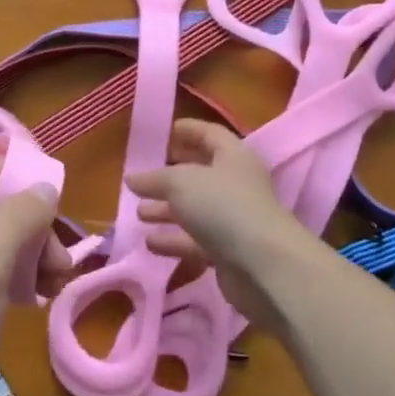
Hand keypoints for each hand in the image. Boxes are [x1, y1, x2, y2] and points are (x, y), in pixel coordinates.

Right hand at [126, 120, 308, 332]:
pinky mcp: (228, 251)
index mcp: (233, 156)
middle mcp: (236, 184)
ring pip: (195, 210)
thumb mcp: (180, 182)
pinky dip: (174, 240)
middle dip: (171, 175)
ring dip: (167, 211)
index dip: (187, 130)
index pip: (209, 134)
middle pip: (200, 173)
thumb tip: (132, 178)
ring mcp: (233, 220)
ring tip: (139, 213)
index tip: (162, 132)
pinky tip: (150, 243)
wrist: (262, 266)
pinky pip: (196, 240)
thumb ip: (154, 179)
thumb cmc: (222, 206)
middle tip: (143, 176)